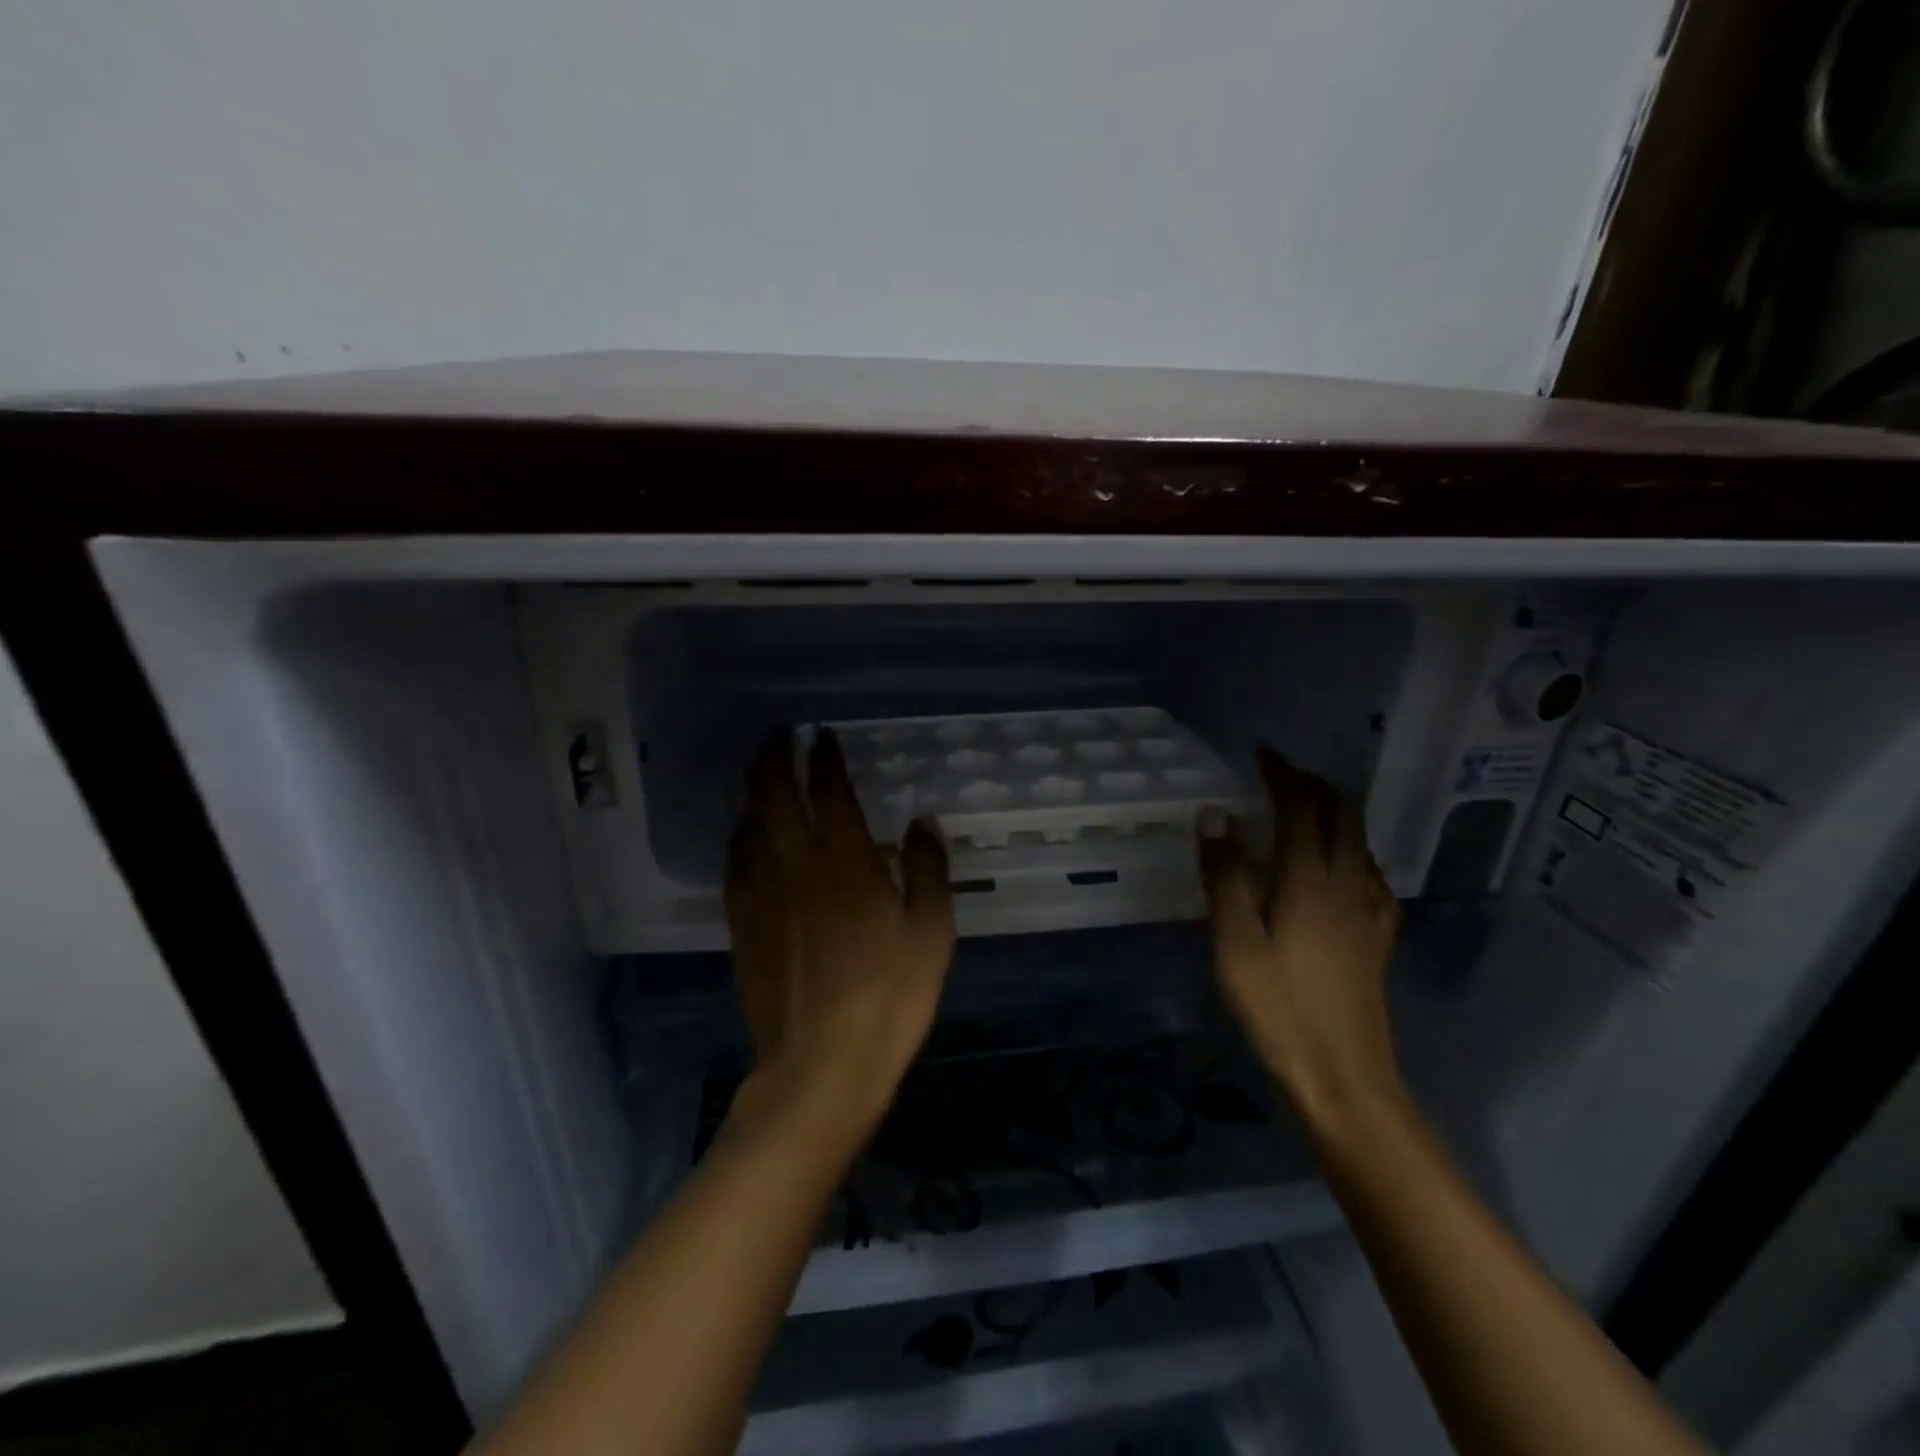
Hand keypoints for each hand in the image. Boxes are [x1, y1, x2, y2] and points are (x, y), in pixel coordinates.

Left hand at [725, 728, 956, 1134]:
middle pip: (774, 793)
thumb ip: (927, 868)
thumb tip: (920, 822)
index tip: (823, 736)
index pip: (829, 790)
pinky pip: (735, 862)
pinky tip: (745, 833)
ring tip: (760, 772)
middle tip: (778, 736)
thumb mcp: (931, 931)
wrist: (822, 1064)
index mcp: (845, 860)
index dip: (824, 757)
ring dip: (753, 789)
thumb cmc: (889, 995)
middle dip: (774, 757)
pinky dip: (740, 835)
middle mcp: (796, 863)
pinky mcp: (742, 923)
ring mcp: (762, 893)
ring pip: (749, 823)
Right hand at [1197, 748, 1403, 1131]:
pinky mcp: (1378, 936)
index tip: (1261, 754)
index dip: (1282, 774)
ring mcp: (1370, 910)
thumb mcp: (1234, 941)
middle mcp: (1348, 883)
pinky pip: (1371, 872)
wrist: (1344, 1075)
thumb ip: (1225, 874)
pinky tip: (1341, 866)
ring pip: (1359, 840)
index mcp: (1310, 878)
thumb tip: (1216, 814)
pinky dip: (1351, 848)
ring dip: (1333, 811)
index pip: (1301, 806)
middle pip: (1340, 814)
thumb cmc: (1278, 1007)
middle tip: (1279, 775)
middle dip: (1312, 784)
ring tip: (1303, 808)